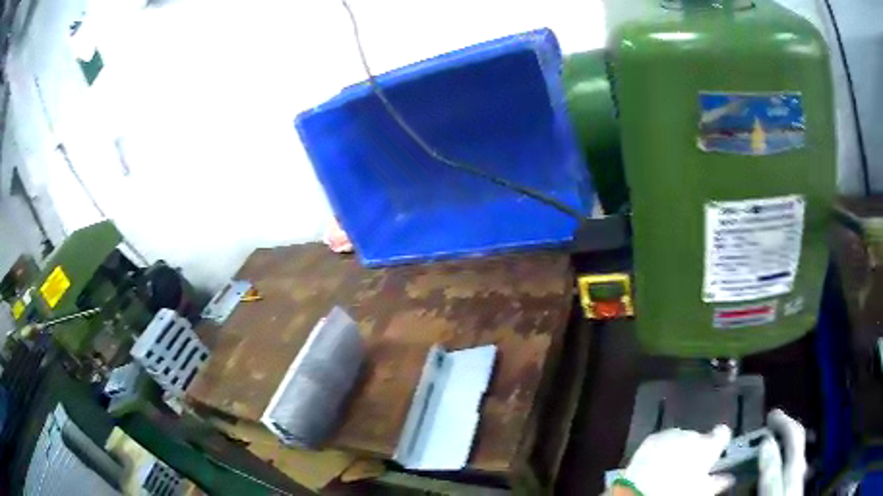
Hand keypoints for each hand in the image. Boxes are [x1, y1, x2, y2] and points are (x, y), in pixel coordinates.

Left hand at [619, 425, 733, 495]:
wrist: (642, 491)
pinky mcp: (653, 438)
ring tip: (670, 470)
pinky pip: (663, 441)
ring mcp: (672, 435)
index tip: (715, 452)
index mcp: (709, 446)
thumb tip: (728, 479)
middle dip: (696, 451)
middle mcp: (693, 435)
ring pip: (681, 439)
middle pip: (699, 438)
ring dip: (679, 449)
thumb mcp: (702, 491)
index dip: (720, 442)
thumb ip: (718, 482)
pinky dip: (662, 450)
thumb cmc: (678, 492)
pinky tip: (656, 465)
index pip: (723, 433)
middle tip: (688, 470)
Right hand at [758, 409, 806, 495]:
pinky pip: (790, 465)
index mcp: (796, 465)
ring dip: (783, 446)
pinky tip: (775, 468)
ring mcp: (798, 477)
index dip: (784, 421)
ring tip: (769, 447)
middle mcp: (800, 466)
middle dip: (784, 431)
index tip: (770, 415)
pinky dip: (783, 460)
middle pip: (796, 442)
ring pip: (794, 454)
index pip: (794, 434)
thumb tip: (766, 442)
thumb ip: (771, 470)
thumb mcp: (773, 493)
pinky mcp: (794, 486)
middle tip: (768, 430)